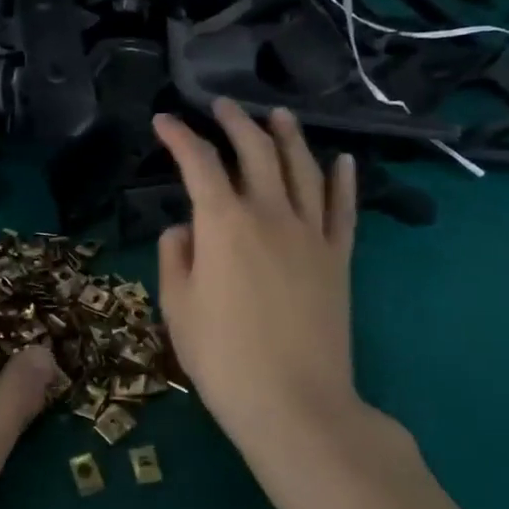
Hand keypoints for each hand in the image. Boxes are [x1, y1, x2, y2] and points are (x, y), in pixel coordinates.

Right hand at [152, 100, 364, 445]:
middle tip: (222, 105)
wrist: (294, 402)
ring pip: (303, 168)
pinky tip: (342, 160)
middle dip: (236, 122)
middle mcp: (270, 214)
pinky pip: (344, 208)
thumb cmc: (223, 358)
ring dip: (289, 136)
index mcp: (223, 223)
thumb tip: (183, 229)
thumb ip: (175, 257)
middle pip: (256, 151)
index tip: (164, 120)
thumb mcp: (177, 308)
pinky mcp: (339, 258)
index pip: (199, 163)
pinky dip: (343, 179)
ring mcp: (311, 233)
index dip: (179, 137)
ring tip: (279, 115)